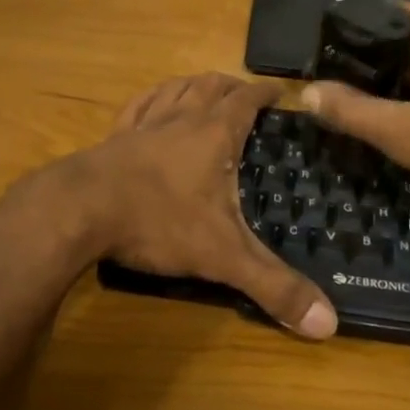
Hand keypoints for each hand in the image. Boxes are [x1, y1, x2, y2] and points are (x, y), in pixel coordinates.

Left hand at [22, 73, 336, 338]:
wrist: (80, 210)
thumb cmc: (159, 221)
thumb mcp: (223, 256)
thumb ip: (274, 287)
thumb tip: (329, 324)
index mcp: (214, 133)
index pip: (247, 100)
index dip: (266, 93)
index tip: (281, 90)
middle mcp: (182, 117)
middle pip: (212, 86)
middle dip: (232, 86)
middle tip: (246, 94)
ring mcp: (144, 123)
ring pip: (176, 89)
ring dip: (196, 85)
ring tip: (206, 89)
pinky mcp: (114, 136)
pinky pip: (139, 105)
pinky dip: (154, 98)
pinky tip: (153, 103)